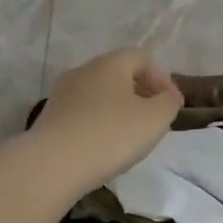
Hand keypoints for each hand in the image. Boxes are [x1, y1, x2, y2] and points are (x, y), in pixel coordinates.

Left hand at [32, 47, 182, 192]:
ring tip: (130, 135)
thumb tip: (168, 96)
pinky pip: (82, 112)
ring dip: (118, 108)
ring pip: (99, 93)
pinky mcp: (49, 117)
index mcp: (110, 63)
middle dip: (140, 92)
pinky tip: (104, 145)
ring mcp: (62, 93)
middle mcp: (83, 71)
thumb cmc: (111, 135)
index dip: (162, 78)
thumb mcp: (155, 119)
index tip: (173, 105)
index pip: (142, 58)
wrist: (53, 165)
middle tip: (154, 118)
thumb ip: (168, 103)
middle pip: (118, 73)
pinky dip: (98, 122)